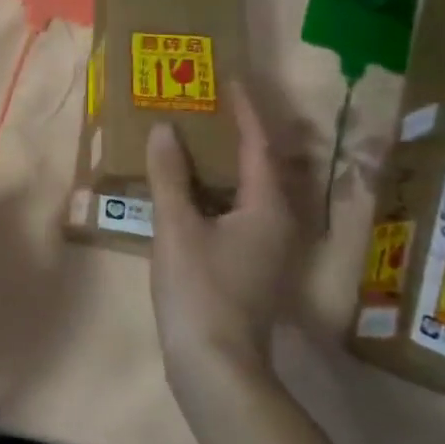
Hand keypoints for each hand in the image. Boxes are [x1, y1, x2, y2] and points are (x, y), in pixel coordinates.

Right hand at [145, 83, 296, 395]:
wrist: (214, 364)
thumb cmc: (199, 290)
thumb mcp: (177, 227)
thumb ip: (169, 176)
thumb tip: (164, 129)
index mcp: (268, 208)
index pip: (260, 146)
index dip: (245, 110)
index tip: (231, 79)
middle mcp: (280, 223)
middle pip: (264, 166)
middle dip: (241, 133)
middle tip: (212, 106)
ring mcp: (269, 248)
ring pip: (253, 191)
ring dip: (231, 163)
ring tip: (201, 139)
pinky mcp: (253, 265)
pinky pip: (242, 211)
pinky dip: (221, 190)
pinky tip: (195, 190)